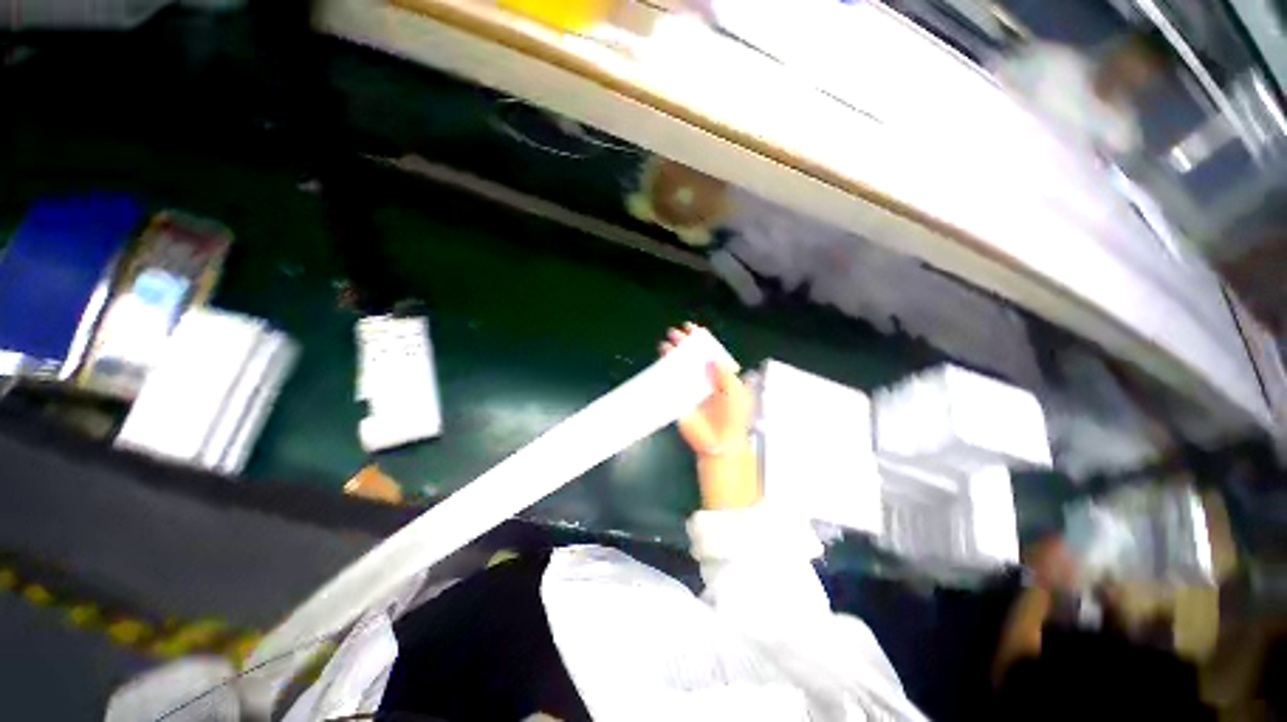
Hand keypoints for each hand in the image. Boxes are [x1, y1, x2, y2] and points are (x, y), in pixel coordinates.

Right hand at [660, 323, 751, 456]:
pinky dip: (665, 370)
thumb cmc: (732, 417)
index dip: (701, 339)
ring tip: (666, 345)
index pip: (709, 352)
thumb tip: (711, 359)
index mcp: (720, 375)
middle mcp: (704, 378)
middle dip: (684, 343)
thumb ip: (725, 374)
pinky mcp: (679, 398)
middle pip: (692, 356)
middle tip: (675, 333)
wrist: (720, 442)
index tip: (692, 329)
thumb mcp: (736, 393)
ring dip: (672, 354)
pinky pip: (670, 381)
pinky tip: (661, 361)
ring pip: (679, 365)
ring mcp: (690, 387)